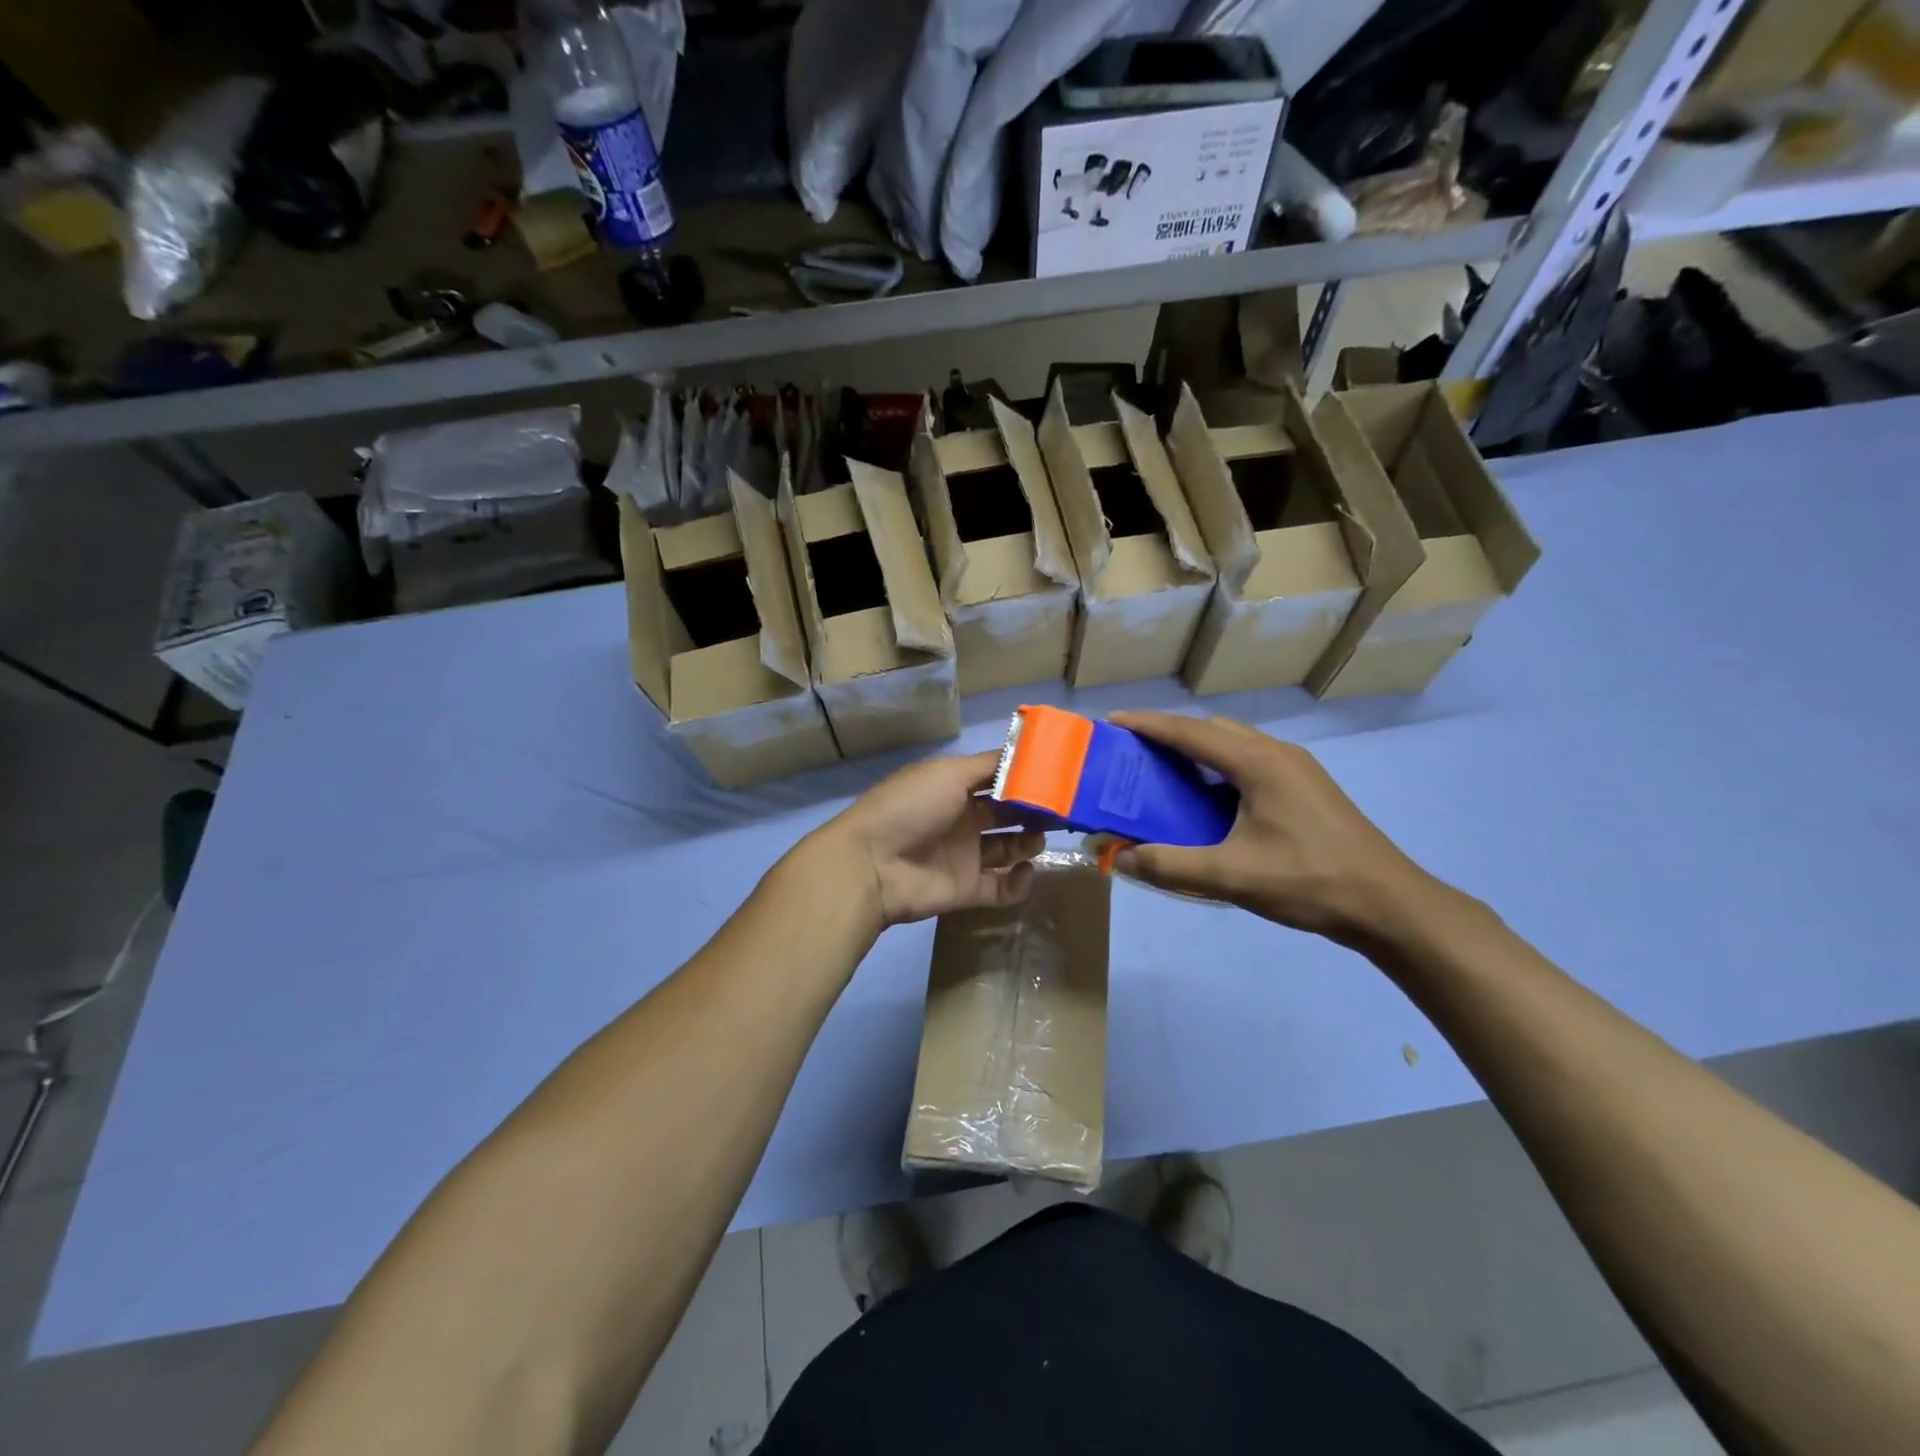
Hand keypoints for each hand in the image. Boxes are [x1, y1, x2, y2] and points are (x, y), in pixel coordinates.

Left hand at [813, 751, 1043, 930]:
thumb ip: (989, 765)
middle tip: (1062, 811)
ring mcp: (966, 855)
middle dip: (1034, 811)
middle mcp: (963, 818)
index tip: (1058, 776)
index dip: (1025, 778)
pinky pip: (1002, 887)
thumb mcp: (948, 773)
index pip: (998, 779)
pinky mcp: (968, 889)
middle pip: (1008, 814)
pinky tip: (1024, 870)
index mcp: (955, 787)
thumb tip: (1026, 753)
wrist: (873, 865)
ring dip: (1029, 843)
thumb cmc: (911, 807)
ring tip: (1038, 838)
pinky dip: (1019, 882)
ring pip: (1009, 848)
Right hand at [1108, 712, 1443, 947]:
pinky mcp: (1306, 789)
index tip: (1111, 722)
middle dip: (1169, 736)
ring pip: (1234, 746)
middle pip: (1212, 731)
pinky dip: (1218, 771)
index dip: (1148, 725)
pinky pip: (1249, 764)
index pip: (1190, 732)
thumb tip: (1118, 858)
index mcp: (1258, 762)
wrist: (1389, 905)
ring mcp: (1297, 770)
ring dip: (1196, 753)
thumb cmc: (1310, 881)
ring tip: (1164, 776)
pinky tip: (1207, 803)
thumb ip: (1170, 865)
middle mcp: (1277, 754)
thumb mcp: (1232, 876)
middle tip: (1133, 755)